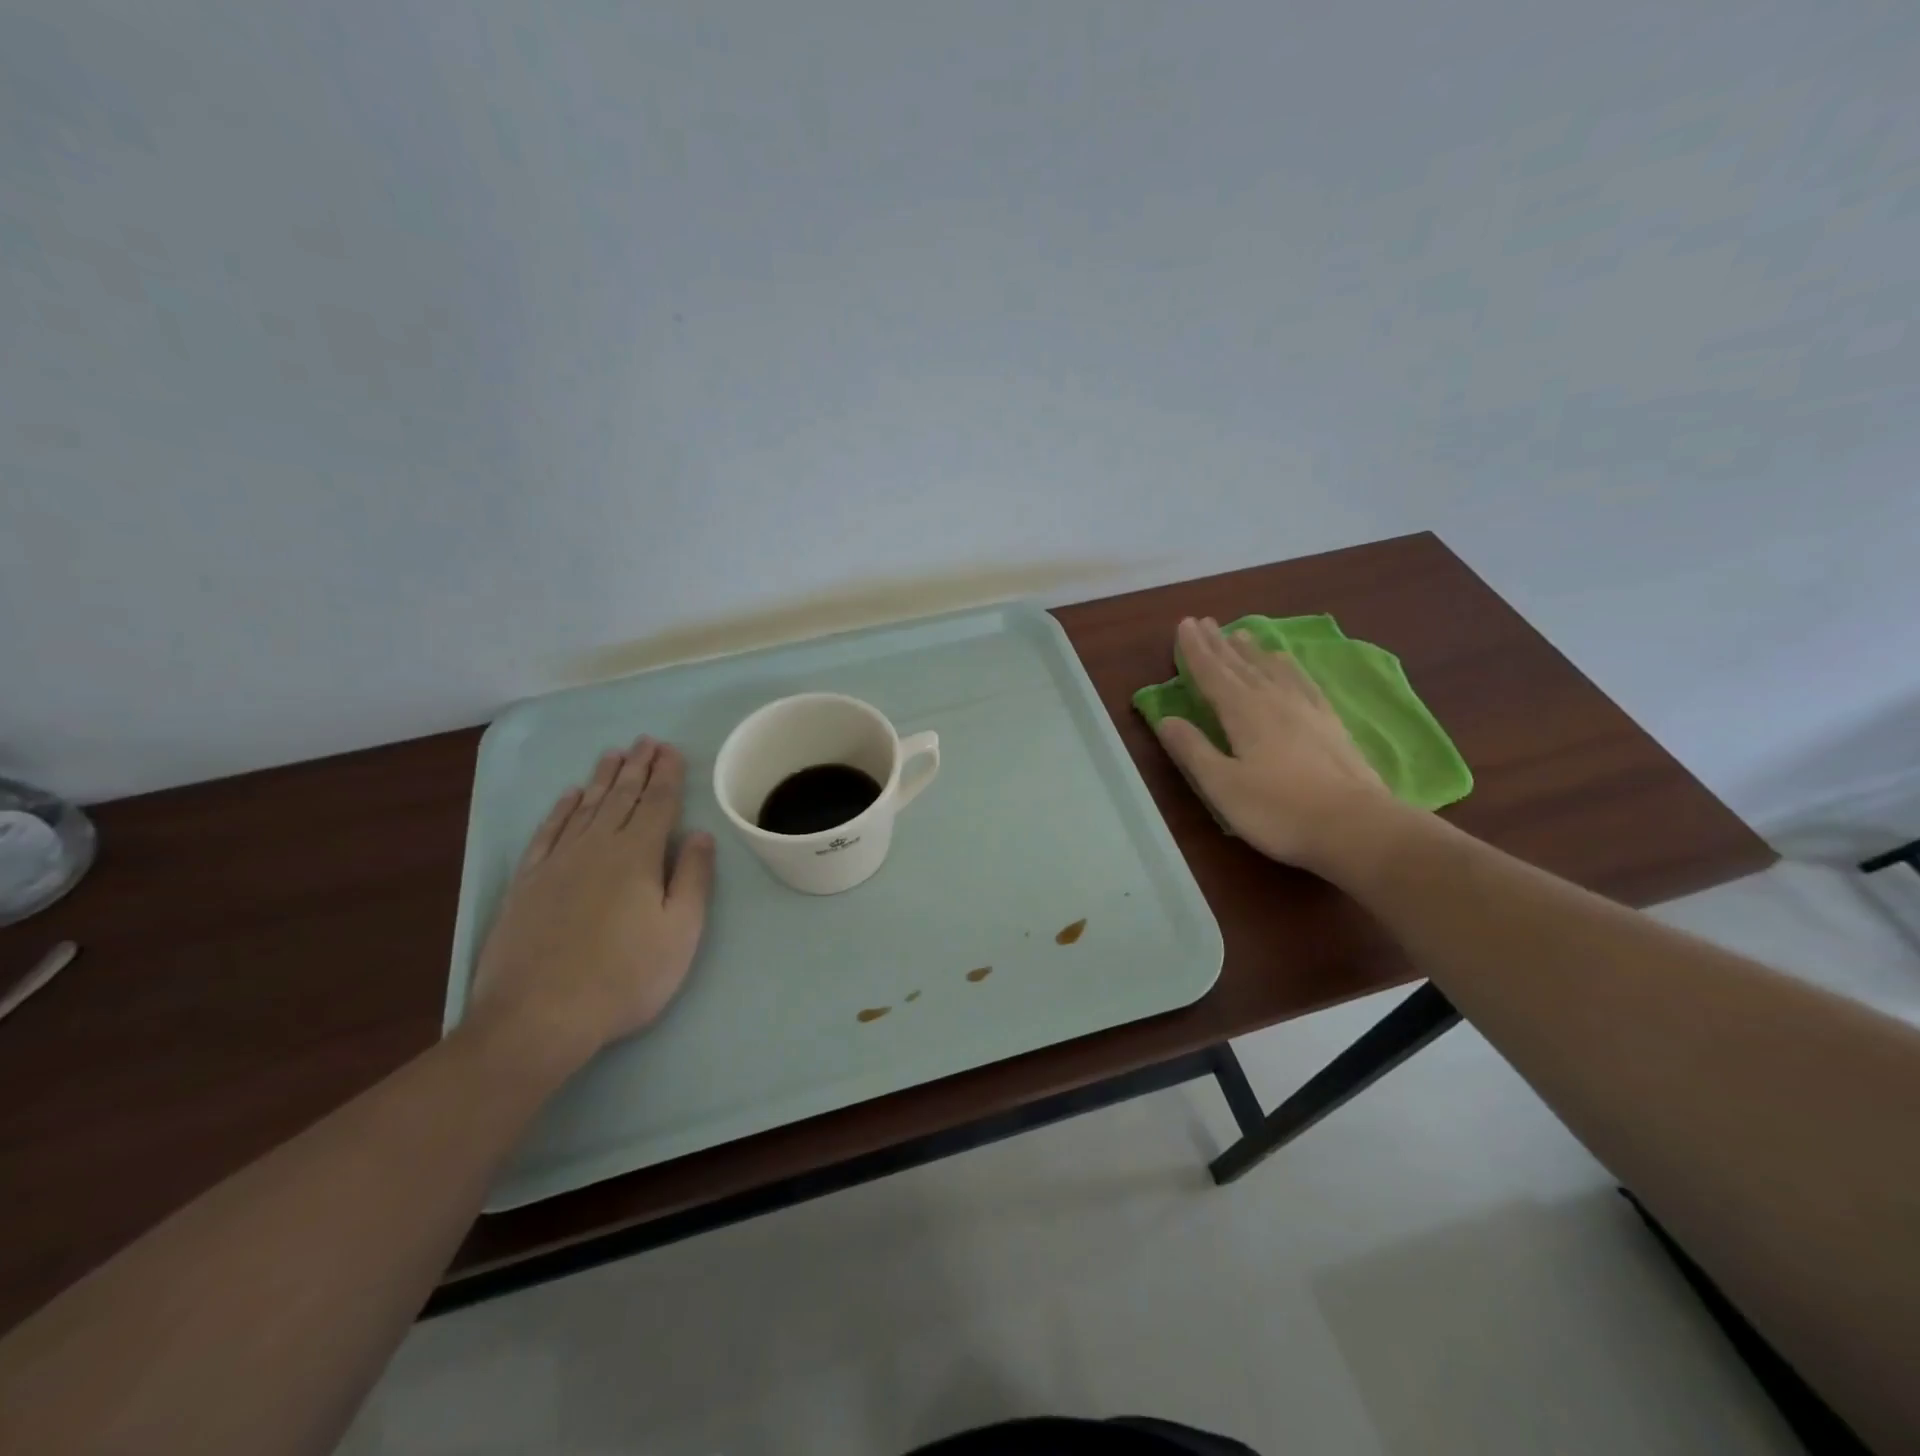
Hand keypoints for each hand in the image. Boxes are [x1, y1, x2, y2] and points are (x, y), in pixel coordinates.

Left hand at [468, 738, 715, 1065]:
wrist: (538, 1017)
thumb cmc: (625, 977)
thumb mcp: (679, 932)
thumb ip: (692, 879)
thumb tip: (701, 835)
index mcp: (637, 856)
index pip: (658, 803)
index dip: (667, 775)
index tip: (672, 750)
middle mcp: (596, 847)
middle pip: (621, 797)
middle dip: (637, 767)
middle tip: (646, 741)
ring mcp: (557, 863)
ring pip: (585, 808)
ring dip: (603, 779)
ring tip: (615, 754)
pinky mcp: (527, 883)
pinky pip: (548, 832)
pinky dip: (560, 810)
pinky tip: (569, 797)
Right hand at [1153, 617, 1395, 872]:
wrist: (1356, 826)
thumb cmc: (1279, 810)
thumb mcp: (1222, 786)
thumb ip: (1192, 750)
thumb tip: (1165, 719)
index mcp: (1244, 713)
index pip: (1213, 674)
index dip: (1195, 650)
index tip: (1184, 625)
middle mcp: (1274, 700)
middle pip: (1241, 665)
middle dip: (1219, 644)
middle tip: (1204, 621)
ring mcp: (1307, 709)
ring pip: (1272, 669)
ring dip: (1252, 651)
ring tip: (1241, 634)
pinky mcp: (1330, 723)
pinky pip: (1302, 682)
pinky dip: (1288, 667)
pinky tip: (1287, 665)